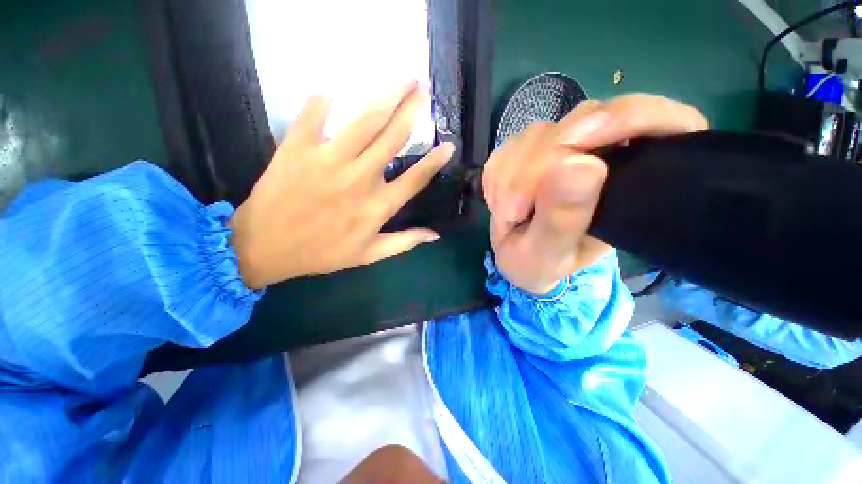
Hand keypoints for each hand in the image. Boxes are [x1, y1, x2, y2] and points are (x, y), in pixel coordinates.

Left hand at [230, 82, 453, 288]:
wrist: (265, 246)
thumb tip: (435, 235)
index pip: (414, 179)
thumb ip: (404, 242)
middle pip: (392, 138)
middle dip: (412, 110)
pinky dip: (323, 98)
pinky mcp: (297, 148)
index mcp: (377, 207)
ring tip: (402, 78)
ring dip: (386, 96)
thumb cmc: (322, 253)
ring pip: (364, 121)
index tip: (448, 145)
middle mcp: (359, 179)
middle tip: (424, 90)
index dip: (433, 161)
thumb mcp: (369, 255)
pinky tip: (334, 86)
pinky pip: (313, 114)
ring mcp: (328, 160)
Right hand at [483, 93, 707, 293]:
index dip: (622, 119)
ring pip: (537, 134)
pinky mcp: (529, 148)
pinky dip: (496, 177)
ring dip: (510, 177)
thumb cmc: (539, 263)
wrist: (516, 256)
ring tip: (508, 214)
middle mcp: (603, 150)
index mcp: (634, 177)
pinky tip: (500, 202)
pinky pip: (507, 147)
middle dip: (535, 168)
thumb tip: (579, 163)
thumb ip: (563, 218)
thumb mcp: (549, 254)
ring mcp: (563, 145)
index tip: (573, 146)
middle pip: (579, 122)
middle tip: (514, 212)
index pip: (653, 119)